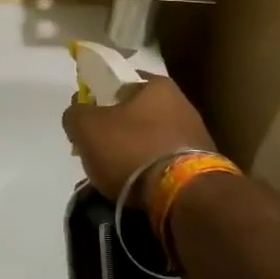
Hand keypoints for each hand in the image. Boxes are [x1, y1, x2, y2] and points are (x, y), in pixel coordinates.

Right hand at [62, 76, 218, 202]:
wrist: (184, 196)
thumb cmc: (132, 150)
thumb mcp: (87, 128)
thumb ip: (75, 114)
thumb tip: (78, 112)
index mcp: (157, 85)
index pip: (120, 81)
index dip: (98, 97)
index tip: (86, 119)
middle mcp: (181, 103)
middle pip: (136, 112)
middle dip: (117, 128)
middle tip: (98, 149)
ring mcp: (196, 134)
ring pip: (151, 138)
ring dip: (134, 152)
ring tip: (117, 174)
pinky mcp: (203, 165)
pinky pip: (166, 162)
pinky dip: (151, 171)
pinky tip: (139, 186)